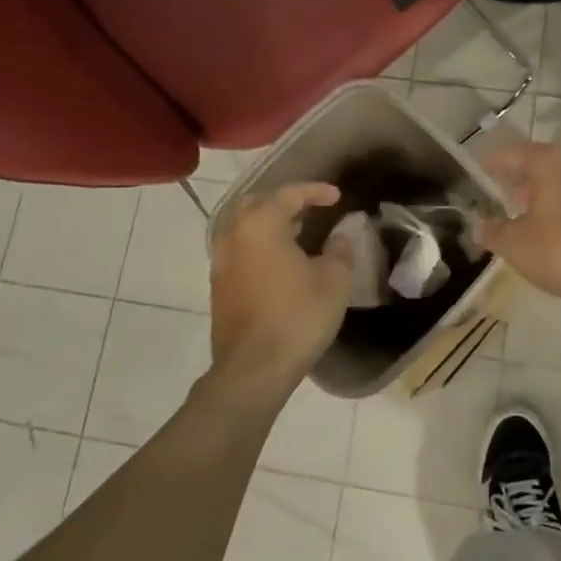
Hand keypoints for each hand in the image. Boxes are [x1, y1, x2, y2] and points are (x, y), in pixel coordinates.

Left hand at [208, 183, 353, 400]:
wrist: (254, 369)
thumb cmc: (298, 316)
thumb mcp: (334, 280)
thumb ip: (340, 249)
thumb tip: (342, 233)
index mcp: (261, 225)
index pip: (289, 194)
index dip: (315, 191)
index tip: (337, 197)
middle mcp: (234, 236)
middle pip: (256, 204)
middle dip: (283, 202)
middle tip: (310, 210)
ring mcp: (221, 262)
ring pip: (243, 228)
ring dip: (269, 224)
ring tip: (297, 234)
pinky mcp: (219, 287)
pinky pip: (239, 251)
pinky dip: (259, 246)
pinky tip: (280, 262)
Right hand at [478, 143, 560, 302]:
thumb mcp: (517, 246)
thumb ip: (493, 232)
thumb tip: (480, 225)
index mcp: (548, 162)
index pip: (514, 153)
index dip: (496, 163)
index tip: (483, 171)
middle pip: (543, 163)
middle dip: (523, 180)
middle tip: (508, 198)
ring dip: (547, 194)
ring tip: (533, 218)